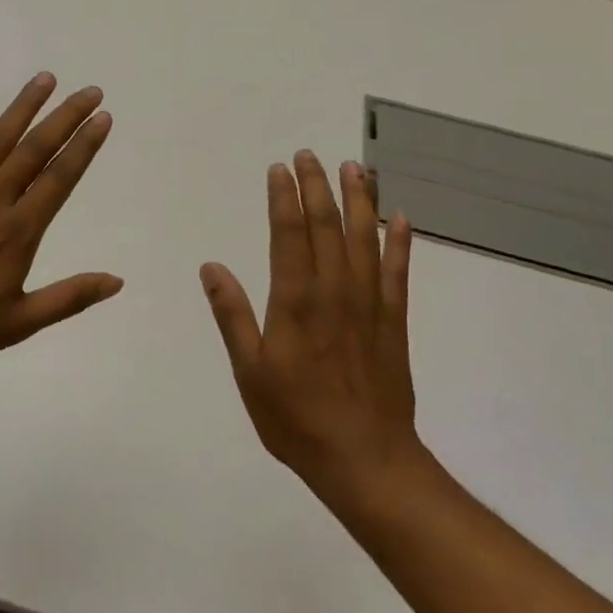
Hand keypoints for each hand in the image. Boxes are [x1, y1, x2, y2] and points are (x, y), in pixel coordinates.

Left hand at [0, 73, 123, 374]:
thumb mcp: (19, 323)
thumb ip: (69, 298)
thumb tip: (117, 282)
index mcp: (18, 232)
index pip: (59, 179)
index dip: (84, 146)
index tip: (103, 119)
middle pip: (34, 150)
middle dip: (65, 117)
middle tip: (90, 91)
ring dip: (23, 108)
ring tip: (45, 79)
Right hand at [200, 152, 425, 519]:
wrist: (364, 458)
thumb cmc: (295, 417)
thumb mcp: (249, 371)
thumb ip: (232, 315)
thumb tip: (212, 266)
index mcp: (295, 302)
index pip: (289, 235)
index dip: (283, 198)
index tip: (279, 169)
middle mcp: (334, 292)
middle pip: (327, 227)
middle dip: (317, 187)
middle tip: (309, 155)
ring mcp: (369, 304)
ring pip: (364, 239)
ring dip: (360, 201)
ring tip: (355, 168)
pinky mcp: (393, 322)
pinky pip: (398, 272)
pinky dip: (400, 243)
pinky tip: (400, 218)